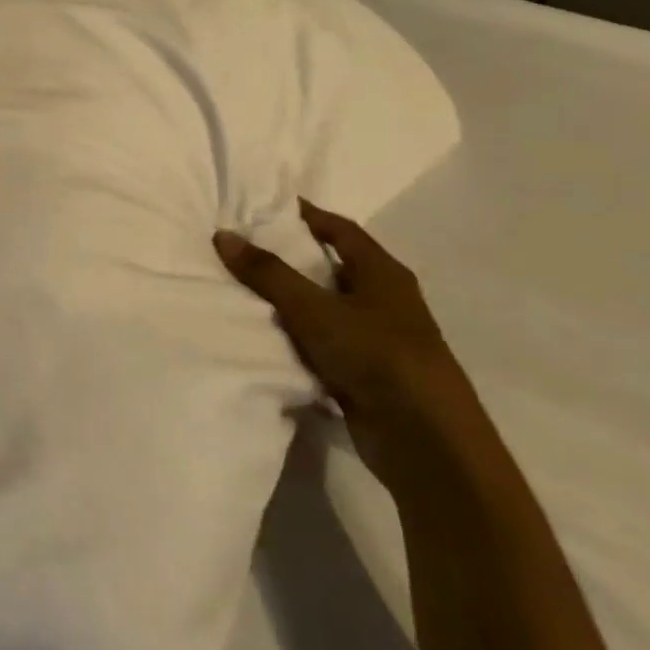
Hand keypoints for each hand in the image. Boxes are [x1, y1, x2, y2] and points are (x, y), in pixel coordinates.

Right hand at [215, 201, 472, 483]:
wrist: (426, 443)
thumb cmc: (376, 355)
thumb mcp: (315, 309)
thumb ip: (268, 273)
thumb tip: (223, 235)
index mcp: (383, 273)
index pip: (341, 229)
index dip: (307, 215)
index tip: (267, 206)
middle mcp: (384, 301)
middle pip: (332, 268)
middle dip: (292, 259)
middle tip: (245, 248)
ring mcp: (377, 340)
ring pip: (326, 310)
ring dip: (292, 303)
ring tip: (243, 290)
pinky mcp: (367, 376)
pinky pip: (324, 346)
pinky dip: (298, 340)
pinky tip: (265, 338)